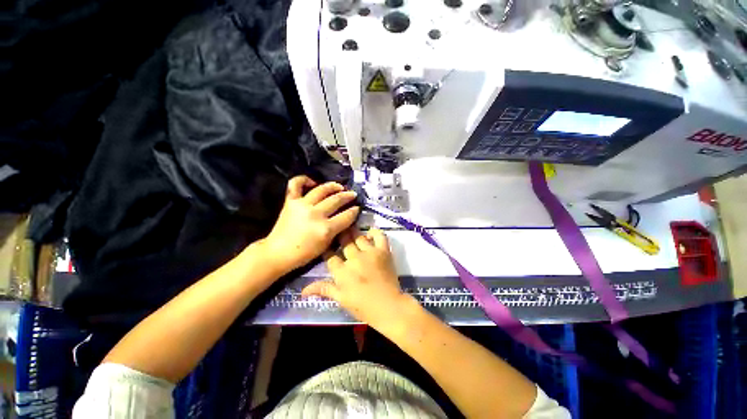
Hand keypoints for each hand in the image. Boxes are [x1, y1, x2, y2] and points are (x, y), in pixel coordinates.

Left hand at [262, 176, 358, 273]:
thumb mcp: (326, 245)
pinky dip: (304, 180)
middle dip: (348, 196)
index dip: (354, 211)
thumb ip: (337, 229)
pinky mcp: (290, 201)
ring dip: (333, 186)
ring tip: (340, 186)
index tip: (357, 208)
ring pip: (322, 190)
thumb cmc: (304, 253)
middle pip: (336, 200)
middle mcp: (316, 214)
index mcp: (325, 228)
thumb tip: (346, 217)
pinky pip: (296, 184)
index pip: (346, 216)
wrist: (278, 253)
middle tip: (353, 194)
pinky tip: (313, 182)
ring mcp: (302, 205)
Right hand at [302, 229, 412, 328]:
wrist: (388, 306)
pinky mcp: (383, 251)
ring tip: (350, 228)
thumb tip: (302, 291)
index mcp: (342, 272)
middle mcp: (354, 259)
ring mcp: (370, 253)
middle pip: (344, 242)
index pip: (330, 256)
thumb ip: (324, 290)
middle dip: (339, 236)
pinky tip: (369, 232)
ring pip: (359, 236)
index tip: (326, 245)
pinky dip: (375, 232)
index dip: (327, 249)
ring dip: (353, 232)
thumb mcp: (341, 299)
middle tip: (338, 232)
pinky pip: (379, 236)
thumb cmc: (363, 306)